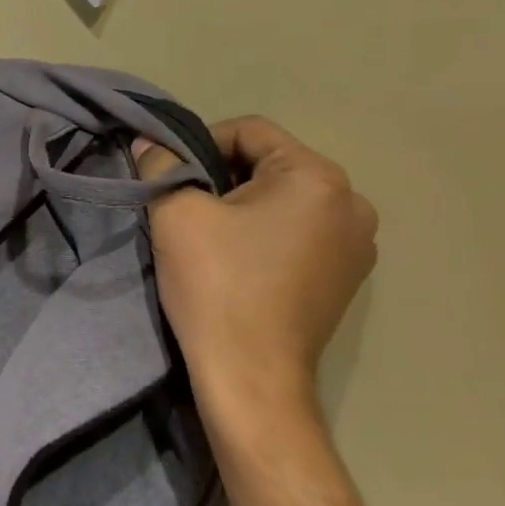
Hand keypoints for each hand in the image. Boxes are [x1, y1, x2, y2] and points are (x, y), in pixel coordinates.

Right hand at [135, 116, 377, 417]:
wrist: (250, 374)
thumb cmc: (216, 283)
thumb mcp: (175, 212)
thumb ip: (160, 165)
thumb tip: (148, 143)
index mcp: (318, 177)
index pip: (250, 131)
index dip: (199, 144)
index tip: (169, 177)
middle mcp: (351, 203)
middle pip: (271, 164)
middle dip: (222, 177)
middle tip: (183, 207)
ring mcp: (357, 244)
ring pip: (285, 200)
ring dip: (243, 207)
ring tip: (207, 237)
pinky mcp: (346, 278)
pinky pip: (299, 233)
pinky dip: (265, 235)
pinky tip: (236, 262)